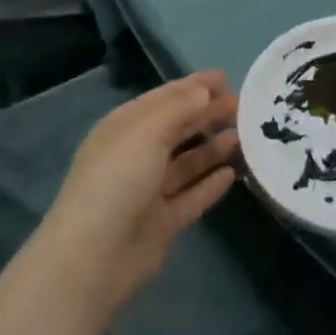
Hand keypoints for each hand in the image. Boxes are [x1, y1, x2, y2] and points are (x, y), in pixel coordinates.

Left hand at [39, 73, 239, 319]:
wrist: (93, 257)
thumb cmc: (117, 180)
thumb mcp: (147, 132)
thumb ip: (178, 109)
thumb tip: (203, 92)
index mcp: (124, 128)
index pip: (163, 99)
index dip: (193, 86)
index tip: (225, 77)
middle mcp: (134, 156)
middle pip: (176, 129)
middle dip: (206, 114)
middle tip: (242, 104)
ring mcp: (147, 191)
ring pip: (186, 163)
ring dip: (212, 148)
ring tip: (243, 135)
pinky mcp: (161, 223)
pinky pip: (191, 197)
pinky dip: (209, 185)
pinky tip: (232, 174)